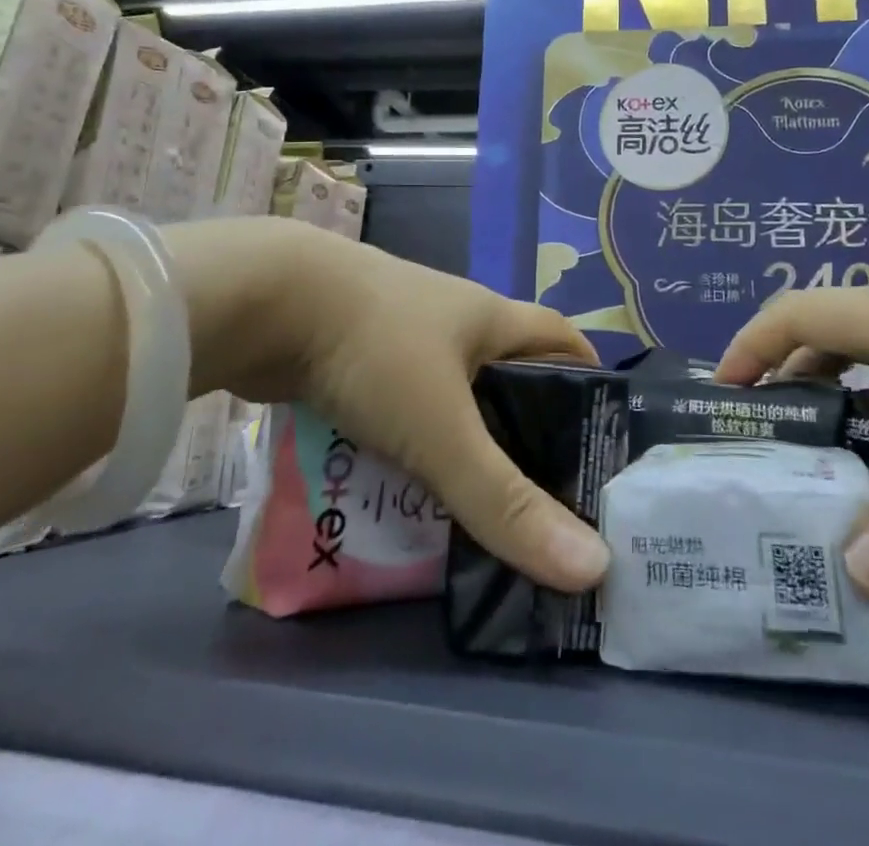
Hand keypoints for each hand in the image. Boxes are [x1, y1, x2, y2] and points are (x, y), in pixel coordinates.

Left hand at [171, 219, 609, 593]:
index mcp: (489, 317)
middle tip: (544, 496)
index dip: (590, 380)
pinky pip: (401, 401)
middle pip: (509, 369)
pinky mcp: (354, 353)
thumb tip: (593, 568)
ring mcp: (399, 332)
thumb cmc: (376, 348)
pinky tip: (404, 485)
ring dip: (465, 438)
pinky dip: (412, 438)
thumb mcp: (444, 429)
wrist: (265, 299)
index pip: (562, 338)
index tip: (603, 440)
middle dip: (528, 425)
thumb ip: (506, 502)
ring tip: (479, 506)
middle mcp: (452, 318)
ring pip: (450, 391)